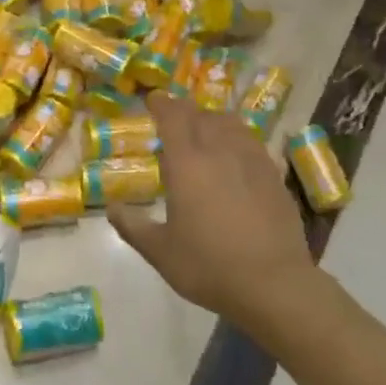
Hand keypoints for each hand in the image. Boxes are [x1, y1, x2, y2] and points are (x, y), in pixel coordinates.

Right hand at [108, 92, 314, 324]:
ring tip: (203, 130)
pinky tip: (233, 155)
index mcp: (187, 164)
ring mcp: (251, 160)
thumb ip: (133, 227)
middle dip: (184, 110)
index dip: (161, 104)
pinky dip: (236, 137)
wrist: (274, 284)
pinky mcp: (273, 175)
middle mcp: (219, 151)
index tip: (152, 100)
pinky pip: (250, 141)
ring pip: (229, 123)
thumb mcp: (161, 252)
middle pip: (201, 114)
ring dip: (212, 119)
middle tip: (172, 117)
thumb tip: (111, 209)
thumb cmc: (209, 266)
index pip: (172, 116)